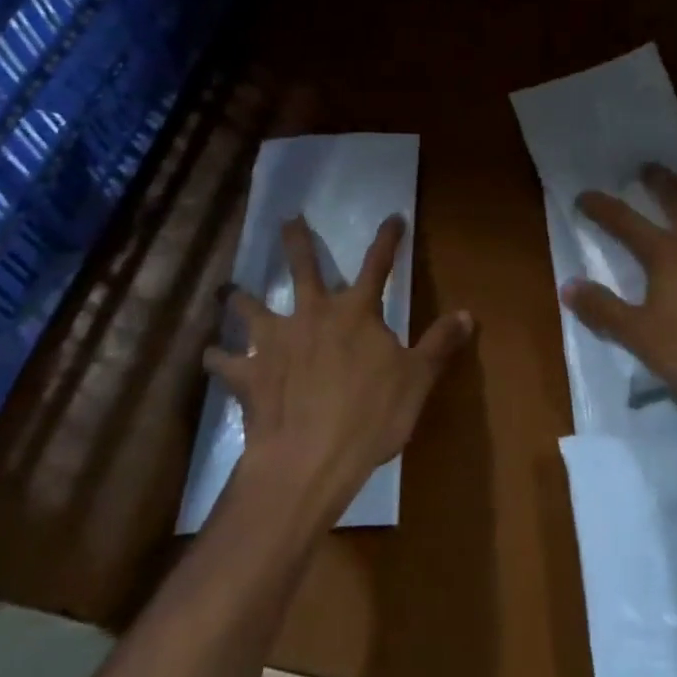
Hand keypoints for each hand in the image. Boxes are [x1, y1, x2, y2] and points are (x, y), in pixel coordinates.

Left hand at [209, 214, 474, 523]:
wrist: (308, 459)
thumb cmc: (370, 417)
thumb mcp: (417, 380)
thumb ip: (439, 344)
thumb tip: (467, 313)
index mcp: (356, 312)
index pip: (378, 265)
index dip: (388, 240)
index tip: (393, 218)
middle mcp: (313, 315)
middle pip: (304, 268)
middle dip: (297, 241)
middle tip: (288, 219)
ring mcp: (276, 342)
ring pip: (253, 308)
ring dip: (240, 298)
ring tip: (228, 290)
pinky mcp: (249, 375)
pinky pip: (225, 362)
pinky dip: (217, 358)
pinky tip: (208, 355)